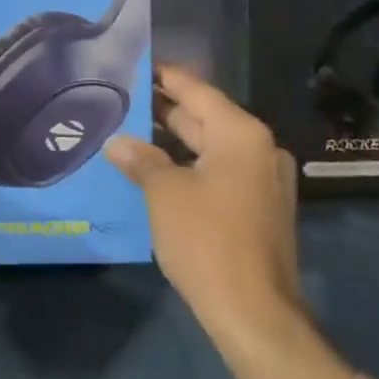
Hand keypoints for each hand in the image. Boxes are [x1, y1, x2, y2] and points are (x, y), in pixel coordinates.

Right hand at [104, 63, 301, 345]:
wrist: (255, 315)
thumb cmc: (208, 240)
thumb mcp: (165, 193)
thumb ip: (141, 159)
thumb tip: (117, 141)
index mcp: (241, 134)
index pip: (195, 90)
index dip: (163, 76)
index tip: (134, 63)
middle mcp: (258, 148)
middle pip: (204, 116)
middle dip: (163, 109)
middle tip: (121, 97)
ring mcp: (262, 179)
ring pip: (210, 146)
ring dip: (173, 140)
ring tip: (129, 128)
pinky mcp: (258, 207)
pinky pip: (218, 170)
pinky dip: (189, 164)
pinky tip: (154, 167)